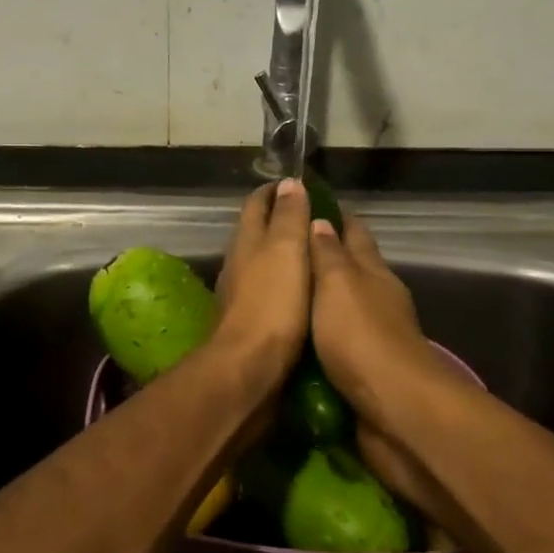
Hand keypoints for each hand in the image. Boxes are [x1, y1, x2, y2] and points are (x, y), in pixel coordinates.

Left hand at [211, 179, 311, 390]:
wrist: (249, 368)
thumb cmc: (272, 304)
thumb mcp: (286, 251)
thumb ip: (289, 218)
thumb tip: (289, 184)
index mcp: (246, 241)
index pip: (257, 204)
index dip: (276, 191)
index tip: (300, 185)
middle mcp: (238, 263)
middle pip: (256, 231)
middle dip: (280, 219)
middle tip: (315, 217)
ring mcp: (240, 293)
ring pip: (261, 262)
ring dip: (282, 252)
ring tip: (314, 252)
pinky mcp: (249, 321)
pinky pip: (268, 290)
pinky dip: (285, 281)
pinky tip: (303, 291)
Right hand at [308, 211, 466, 532]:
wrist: (393, 408)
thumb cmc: (361, 336)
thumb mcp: (338, 284)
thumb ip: (328, 254)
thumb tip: (322, 220)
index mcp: (373, 272)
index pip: (355, 233)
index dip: (336, 217)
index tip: (311, 202)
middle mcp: (377, 299)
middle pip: (351, 269)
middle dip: (324, 257)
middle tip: (285, 249)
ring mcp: (374, 336)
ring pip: (343, 308)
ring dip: (320, 300)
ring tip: (284, 293)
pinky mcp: (365, 370)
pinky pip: (336, 344)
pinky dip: (319, 336)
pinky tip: (296, 338)